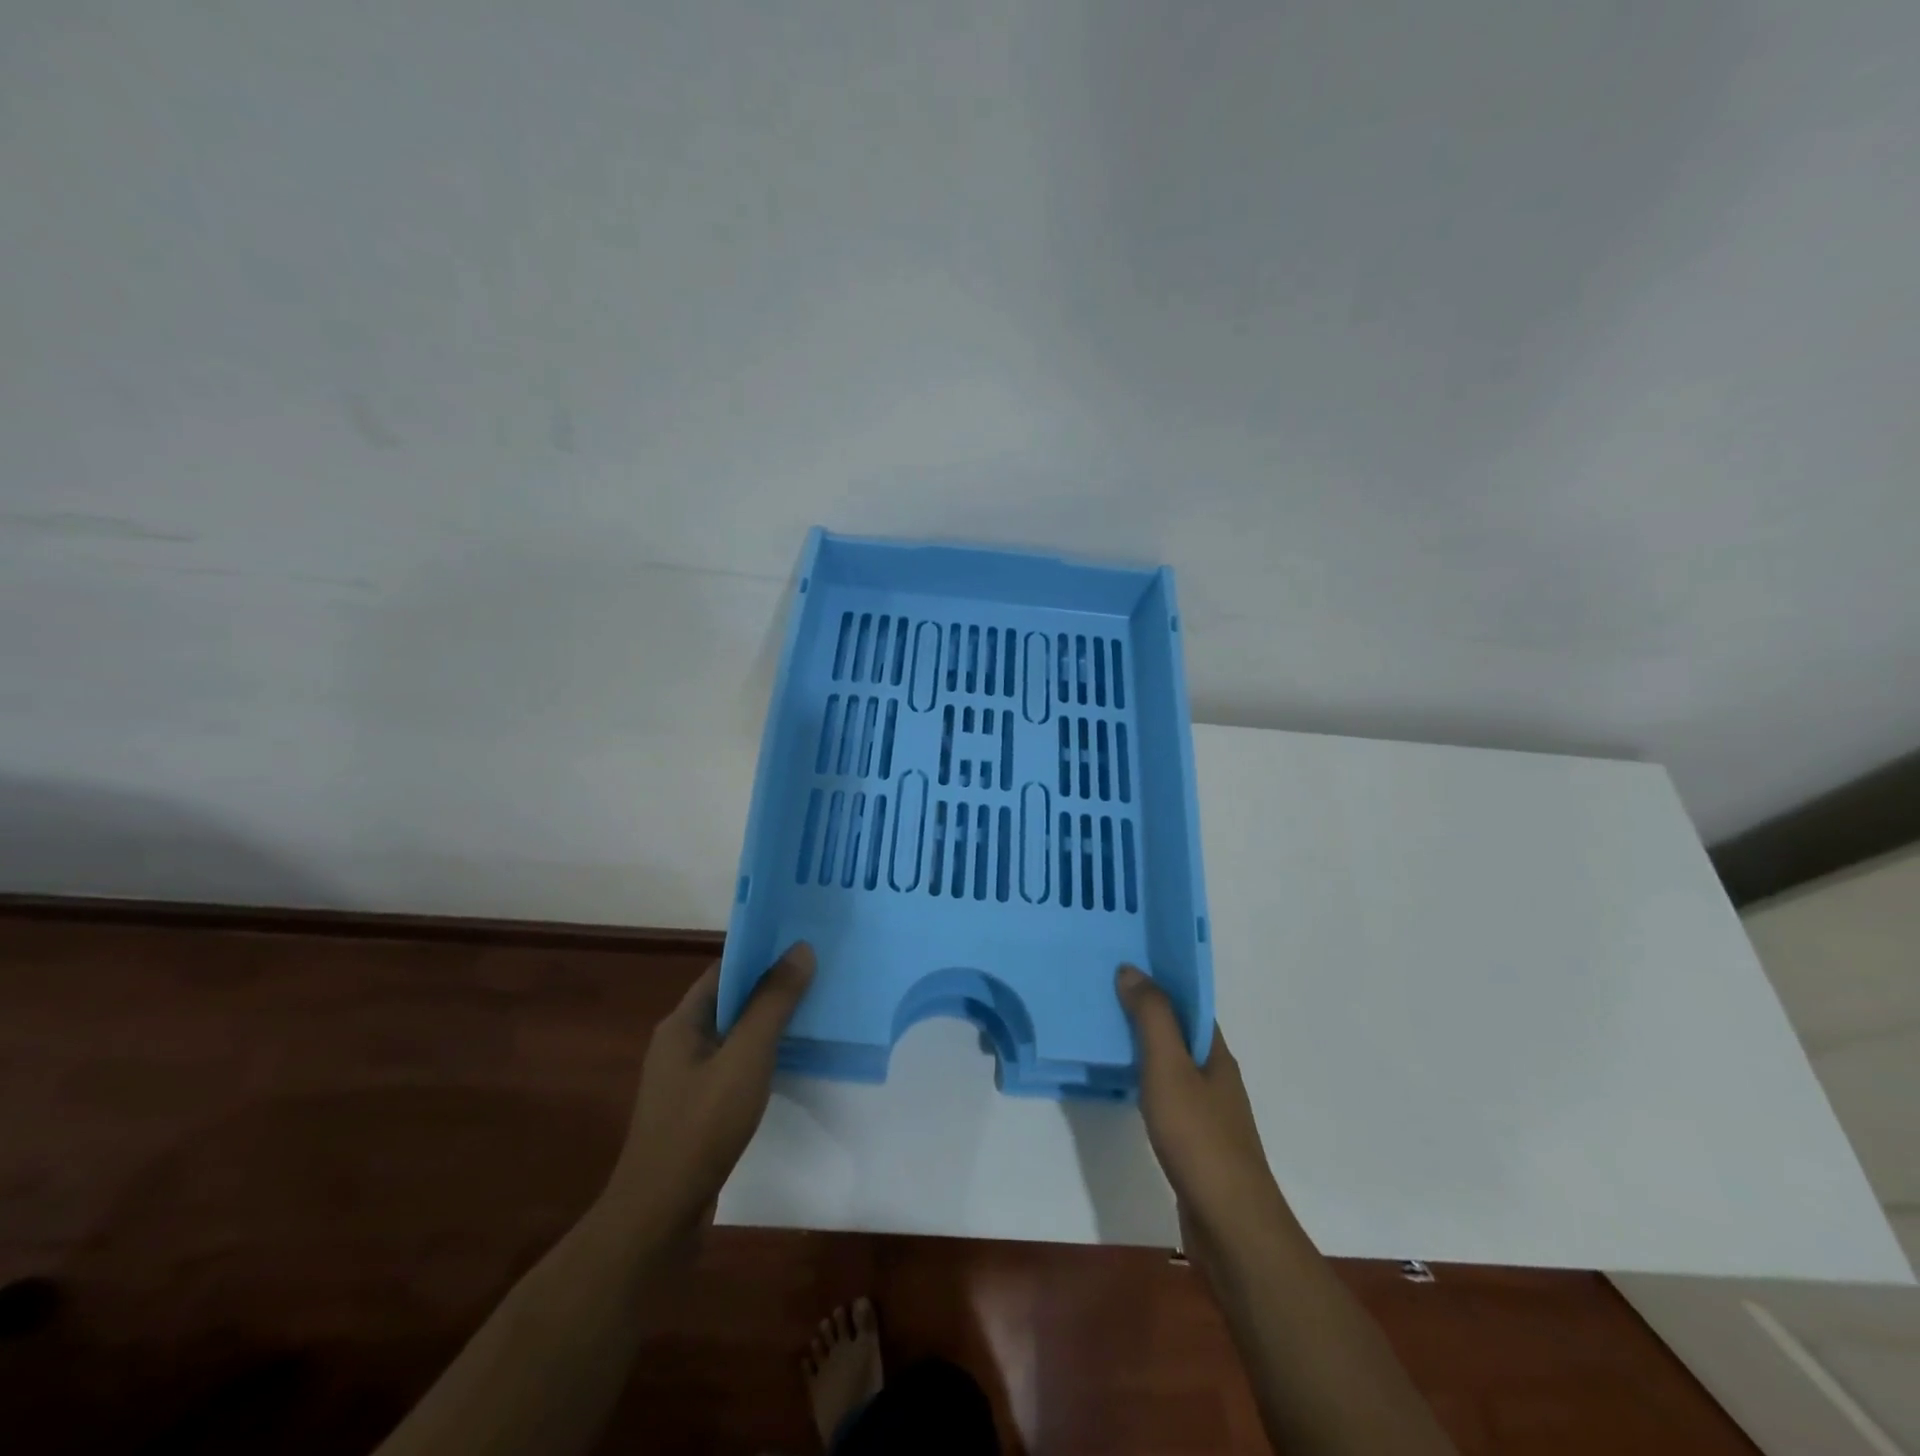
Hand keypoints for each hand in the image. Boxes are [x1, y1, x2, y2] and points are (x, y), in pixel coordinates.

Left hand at [607, 943, 814, 1229]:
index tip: (803, 946)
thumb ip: (773, 1003)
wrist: (660, 1215)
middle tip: (818, 975)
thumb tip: (800, 949)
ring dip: (768, 1022)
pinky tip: (789, 1061)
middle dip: (771, 987)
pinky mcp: (697, 1108)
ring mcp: (686, 1078)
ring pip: (734, 1035)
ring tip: (814, 1012)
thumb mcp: (745, 1057)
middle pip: (730, 1001)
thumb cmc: (701, 1126)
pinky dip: (761, 1056)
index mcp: (682, 1022)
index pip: (724, 970)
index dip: (762, 954)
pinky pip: (733, 1065)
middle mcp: (679, 1043)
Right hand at [1116, 965, 1283, 1242]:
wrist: (1230, 1225)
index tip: (1125, 964)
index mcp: (1215, 1053)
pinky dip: (1144, 1081)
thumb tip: (1131, 969)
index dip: (1161, 981)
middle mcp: (1215, 1076)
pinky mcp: (1195, 1141)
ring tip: (1103, 1030)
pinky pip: (1166, 1095)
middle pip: (1180, 1031)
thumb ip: (1152, 1018)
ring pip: (1172, 1064)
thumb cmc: (1199, 1138)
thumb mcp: (1169, 1068)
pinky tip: (1121, 1085)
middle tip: (1102, 992)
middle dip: (1147, 1010)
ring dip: (1143, 1045)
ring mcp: (1208, 1111)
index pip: (1190, 1003)